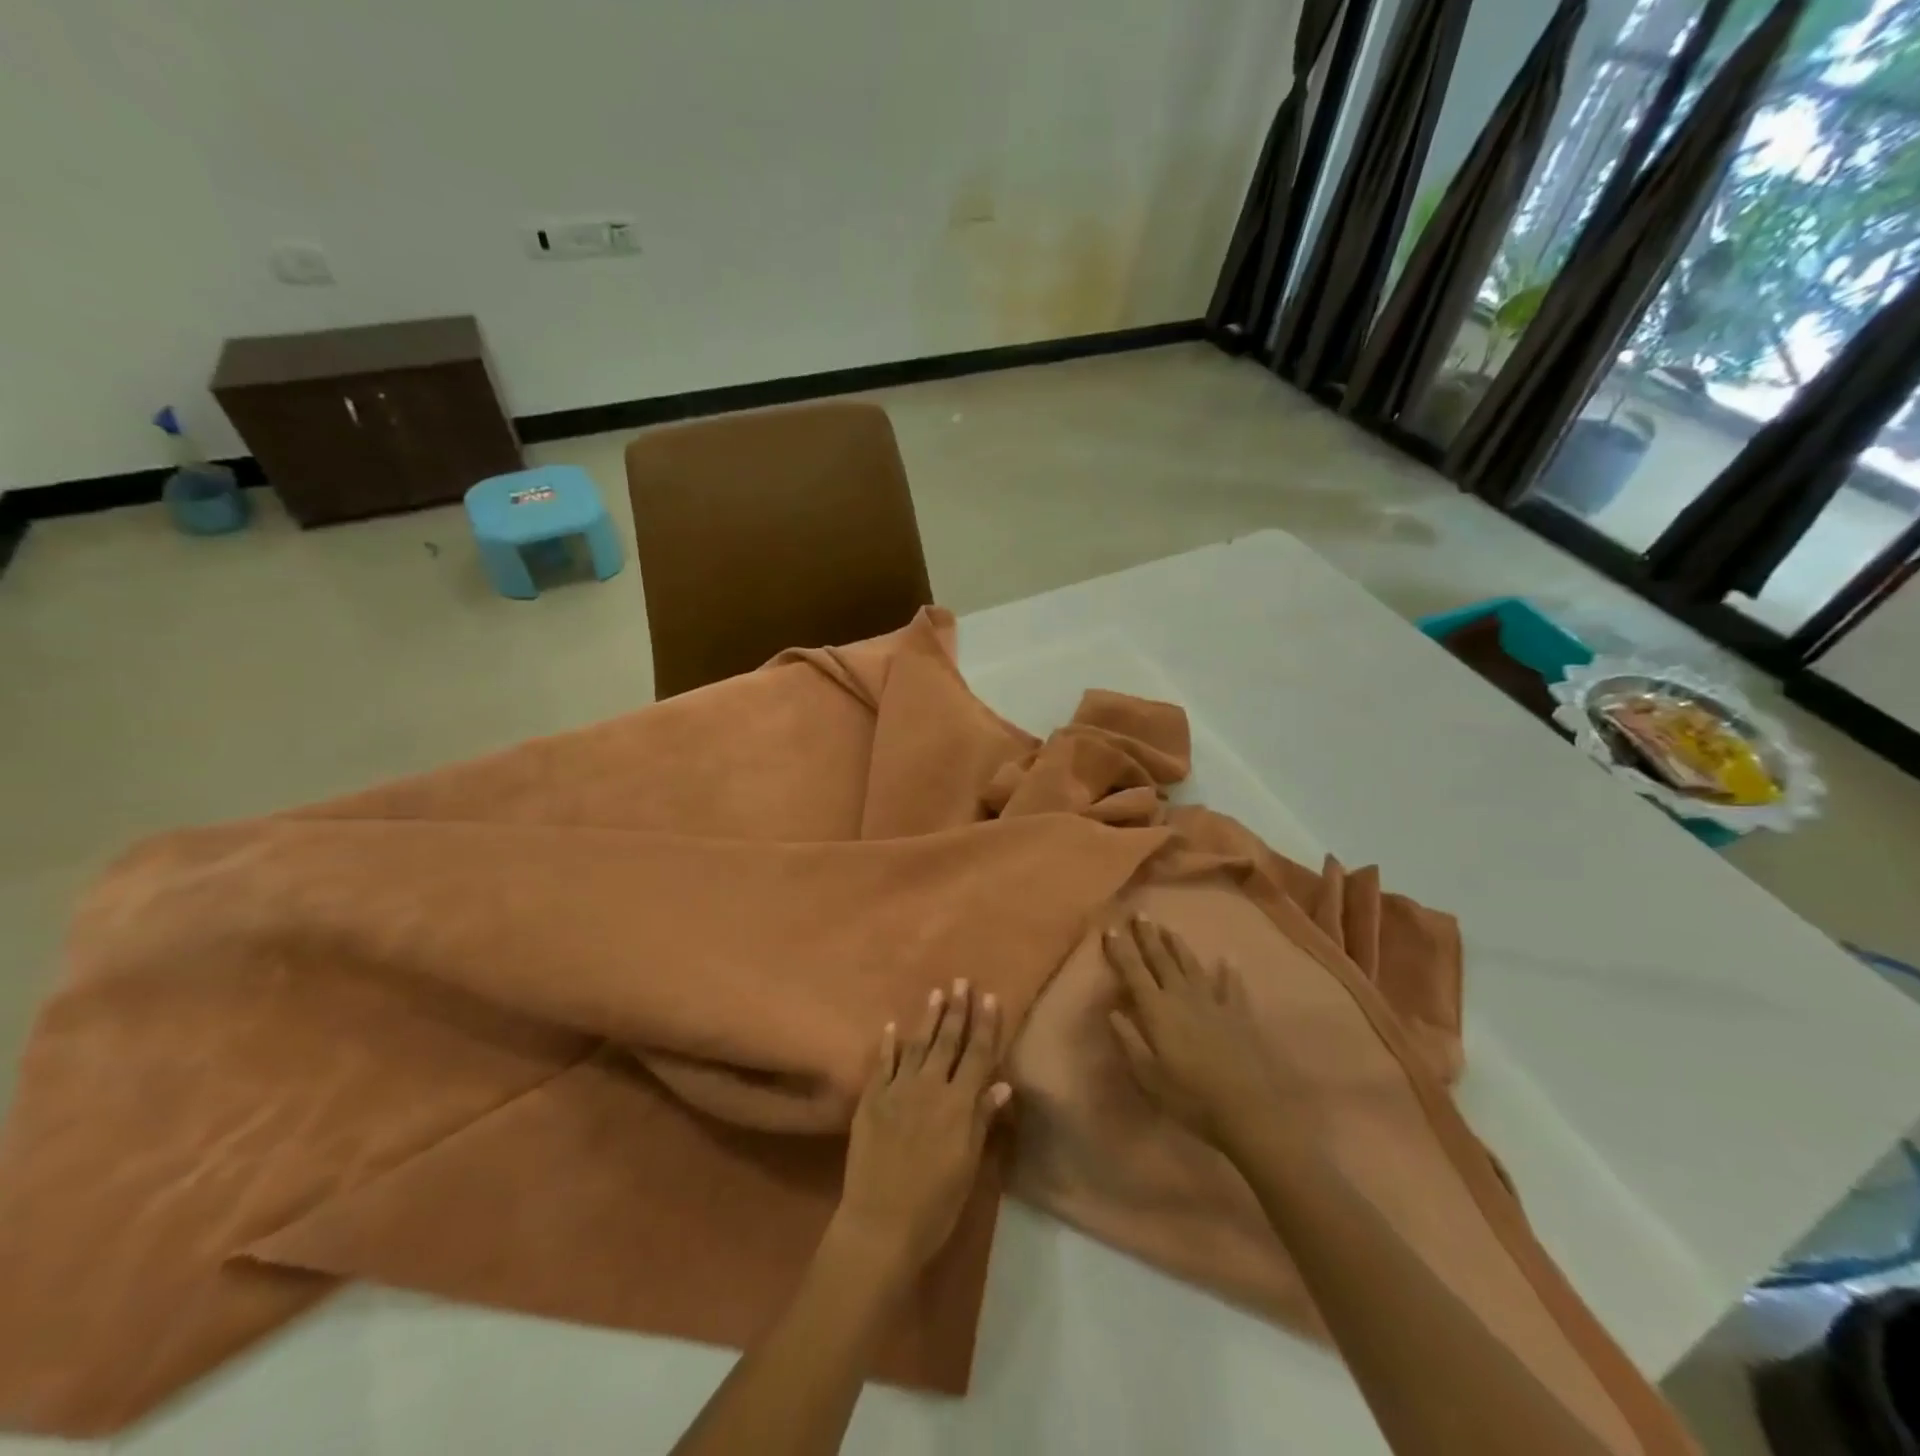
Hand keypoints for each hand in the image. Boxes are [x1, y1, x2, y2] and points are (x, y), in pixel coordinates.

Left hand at [833, 980, 1012, 1276]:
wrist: (880, 1223)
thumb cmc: (935, 1203)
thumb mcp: (968, 1165)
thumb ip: (981, 1120)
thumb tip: (1001, 1083)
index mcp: (958, 1104)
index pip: (977, 1055)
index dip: (985, 1026)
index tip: (990, 997)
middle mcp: (929, 1088)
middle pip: (947, 1042)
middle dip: (957, 1010)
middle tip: (961, 981)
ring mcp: (897, 1091)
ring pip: (916, 1045)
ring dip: (927, 1018)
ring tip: (935, 993)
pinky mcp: (871, 1100)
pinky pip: (882, 1064)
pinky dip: (888, 1044)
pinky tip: (891, 1026)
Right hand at [1104, 916, 1285, 1151]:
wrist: (1248, 1109)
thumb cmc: (1190, 1096)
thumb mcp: (1148, 1075)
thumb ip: (1129, 1040)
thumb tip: (1113, 1010)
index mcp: (1158, 1010)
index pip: (1134, 972)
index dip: (1121, 950)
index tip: (1111, 927)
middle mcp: (1183, 997)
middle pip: (1162, 960)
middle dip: (1149, 937)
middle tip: (1140, 913)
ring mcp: (1213, 1003)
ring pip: (1192, 966)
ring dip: (1179, 946)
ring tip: (1169, 928)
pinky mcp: (1239, 1014)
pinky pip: (1232, 987)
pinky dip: (1229, 971)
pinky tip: (1228, 958)